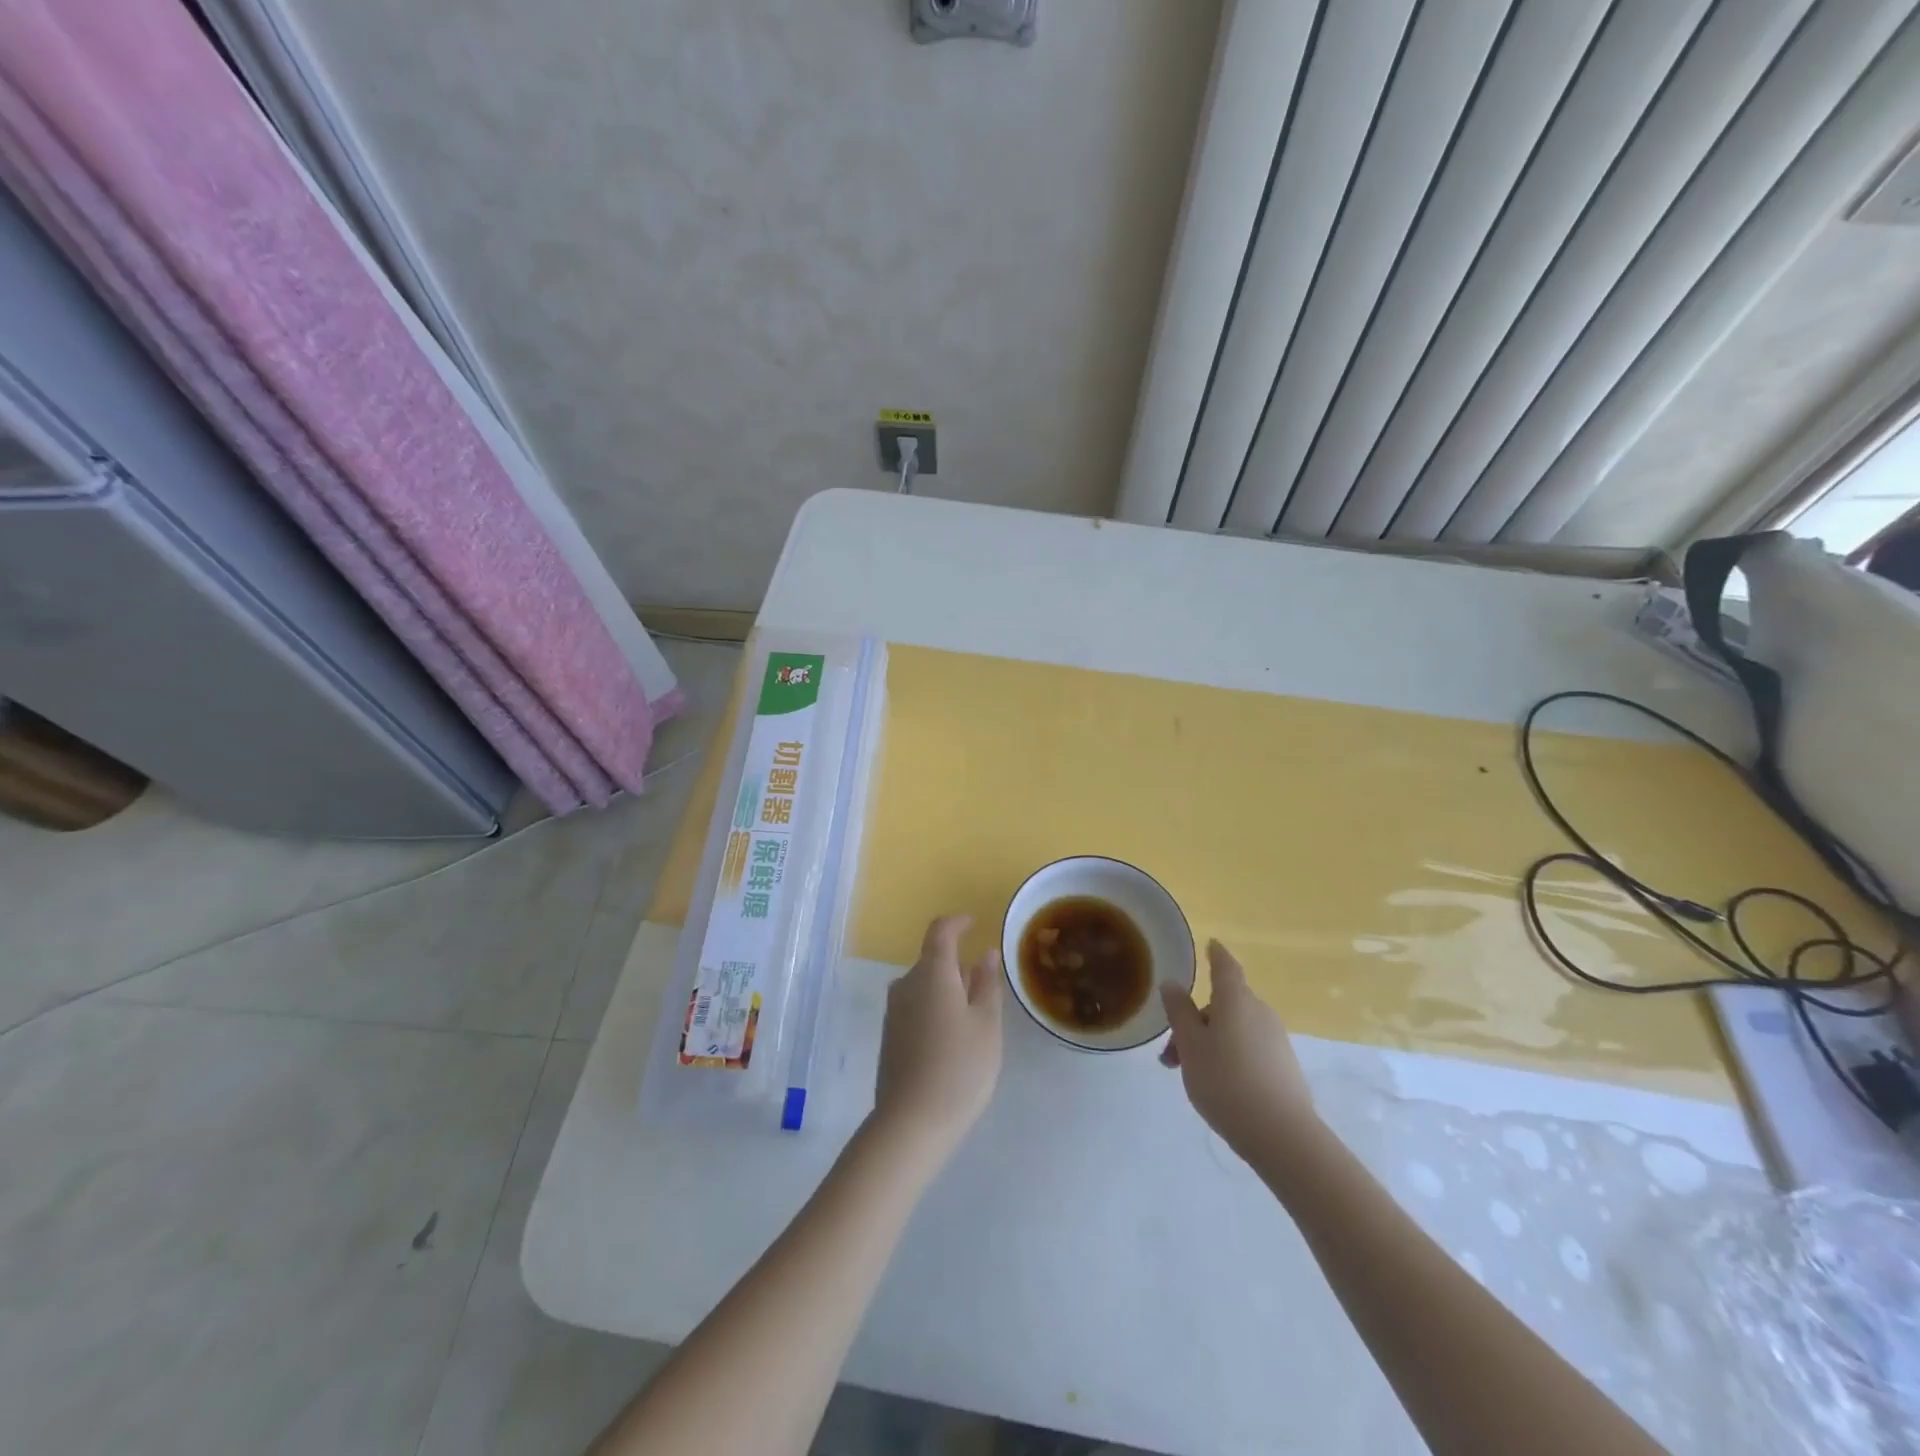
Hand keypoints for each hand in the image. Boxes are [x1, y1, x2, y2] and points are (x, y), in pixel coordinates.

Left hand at [873, 915, 1003, 1156]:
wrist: (910, 1122)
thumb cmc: (959, 1068)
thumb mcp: (986, 1025)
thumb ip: (987, 984)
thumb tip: (985, 954)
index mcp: (932, 973)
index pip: (941, 931)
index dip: (958, 923)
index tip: (974, 924)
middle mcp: (906, 984)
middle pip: (932, 960)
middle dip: (958, 965)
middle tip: (986, 988)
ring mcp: (893, 1011)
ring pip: (924, 985)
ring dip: (947, 990)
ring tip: (973, 1019)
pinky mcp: (888, 1035)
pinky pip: (915, 1006)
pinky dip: (935, 1009)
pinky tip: (951, 1040)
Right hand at [1160, 941, 1317, 1160]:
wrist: (1282, 1136)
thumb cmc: (1226, 1081)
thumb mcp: (1190, 1045)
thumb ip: (1179, 1012)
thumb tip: (1172, 983)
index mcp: (1235, 1000)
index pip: (1225, 966)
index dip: (1216, 954)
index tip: (1210, 945)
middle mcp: (1259, 1012)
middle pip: (1224, 1004)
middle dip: (1195, 1022)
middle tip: (1171, 1054)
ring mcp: (1276, 1039)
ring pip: (1234, 1029)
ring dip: (1209, 1042)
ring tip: (1189, 1075)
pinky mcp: (1284, 1066)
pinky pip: (1249, 1048)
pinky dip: (1228, 1056)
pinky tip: (1218, 1086)